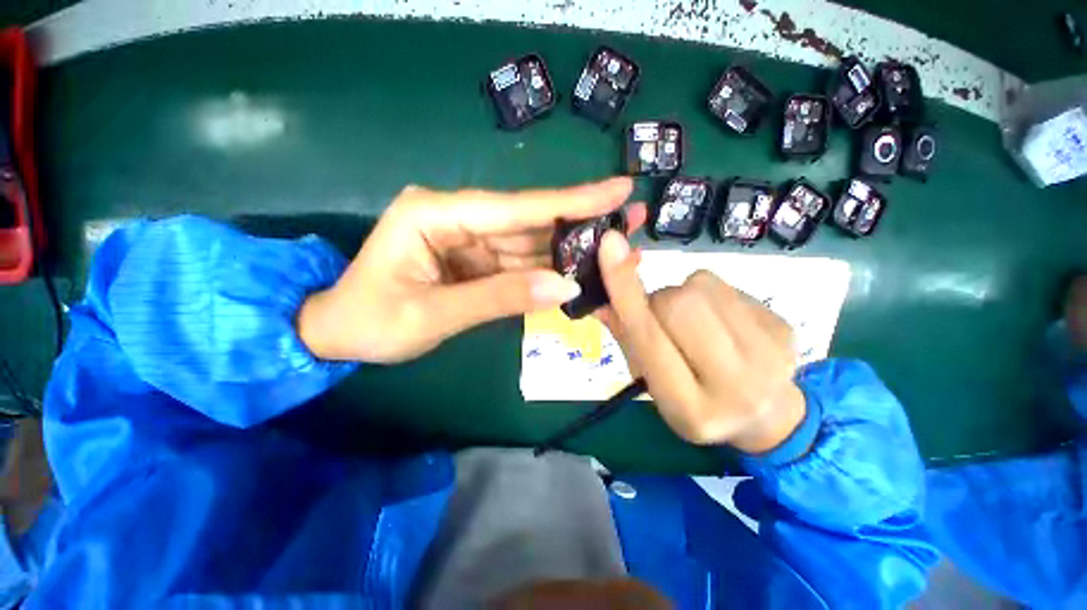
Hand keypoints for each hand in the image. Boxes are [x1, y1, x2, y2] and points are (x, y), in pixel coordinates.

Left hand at [298, 178, 645, 363]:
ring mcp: (467, 238)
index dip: (570, 201)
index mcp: (435, 214)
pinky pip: (518, 263)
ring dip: (569, 249)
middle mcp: (456, 217)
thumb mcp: (434, 315)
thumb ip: (500, 298)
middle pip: (529, 220)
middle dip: (580, 222)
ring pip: (528, 243)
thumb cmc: (370, 322)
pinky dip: (547, 270)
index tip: (617, 189)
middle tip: (629, 219)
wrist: (339, 334)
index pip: (515, 207)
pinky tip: (577, 272)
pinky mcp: (473, 259)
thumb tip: (565, 287)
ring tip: (613, 249)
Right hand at [596, 231, 805, 452]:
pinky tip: (721, 322)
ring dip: (683, 295)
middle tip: (661, 319)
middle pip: (678, 305)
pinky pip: (727, 286)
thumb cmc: (694, 402)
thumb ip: (626, 338)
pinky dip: (709, 295)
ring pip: (701, 287)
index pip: (649, 339)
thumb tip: (601, 298)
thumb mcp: (651, 382)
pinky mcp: (783, 327)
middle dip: (659, 301)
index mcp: (689, 408)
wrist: (766, 416)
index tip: (610, 245)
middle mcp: (734, 386)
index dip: (625, 291)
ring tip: (693, 323)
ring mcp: (768, 355)